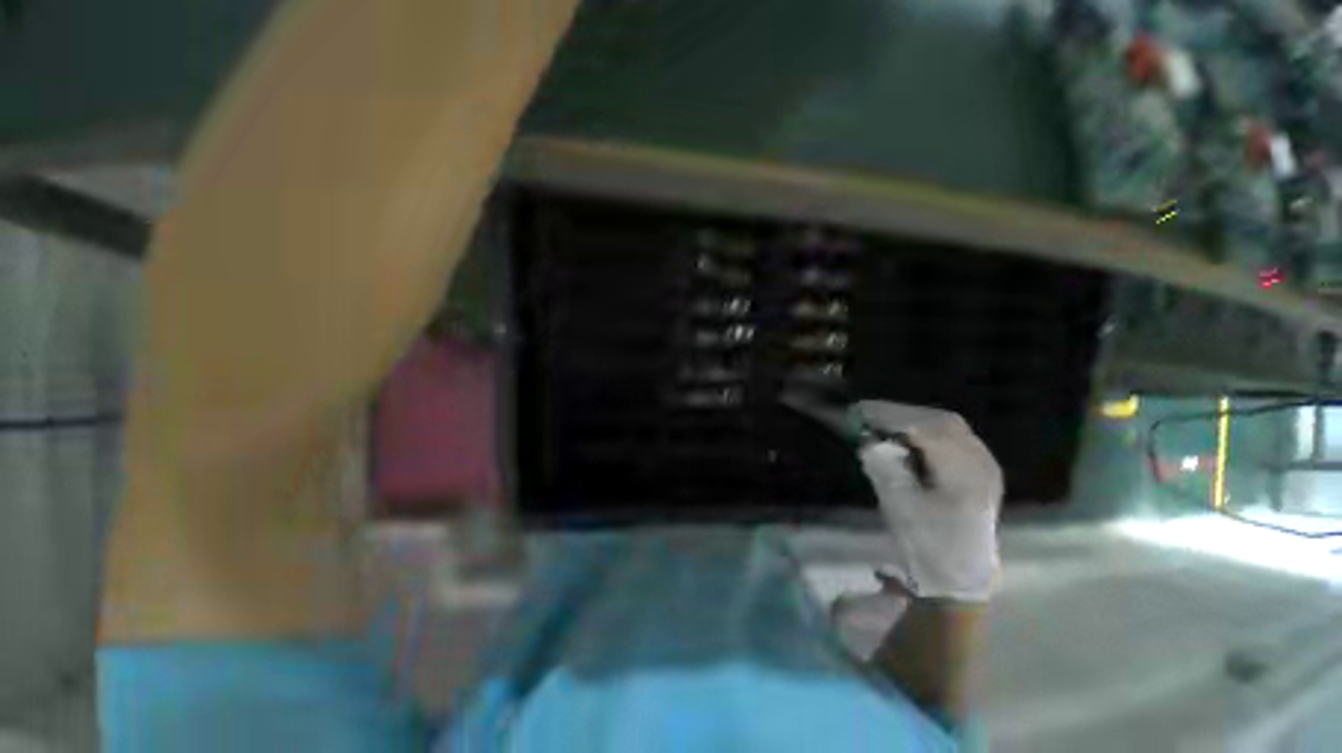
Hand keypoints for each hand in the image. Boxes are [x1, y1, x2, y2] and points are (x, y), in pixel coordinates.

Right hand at [852, 402, 1002, 602]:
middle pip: (942, 422)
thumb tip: (867, 438)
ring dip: (915, 420)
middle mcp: (982, 464)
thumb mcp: (899, 507)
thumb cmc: (928, 544)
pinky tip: (910, 436)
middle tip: (869, 415)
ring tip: (885, 423)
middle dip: (902, 414)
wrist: (961, 576)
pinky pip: (955, 437)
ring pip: (950, 426)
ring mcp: (986, 466)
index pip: (927, 430)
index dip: (891, 415)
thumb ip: (883, 467)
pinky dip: (928, 430)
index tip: (860, 411)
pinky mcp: (982, 469)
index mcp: (964, 476)